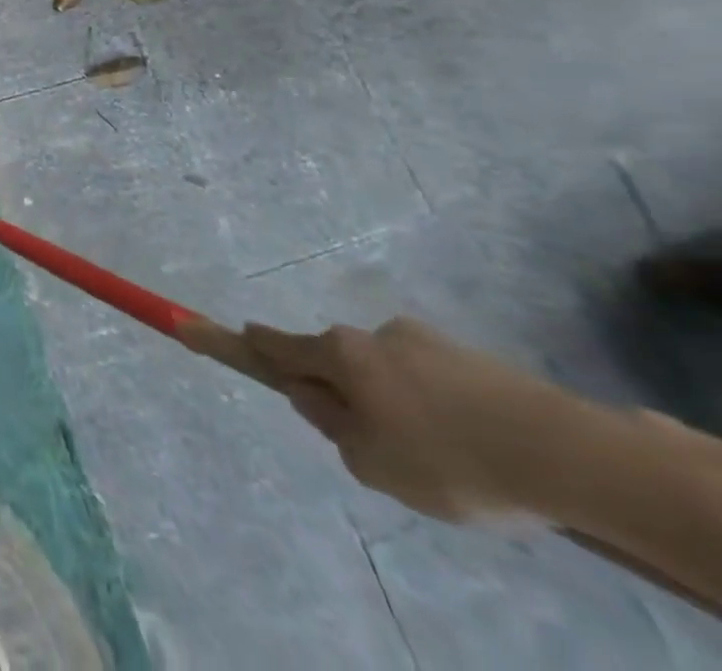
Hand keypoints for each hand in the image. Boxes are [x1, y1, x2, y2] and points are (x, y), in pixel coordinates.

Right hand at [244, 316, 580, 522]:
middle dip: (346, 391)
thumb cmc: (448, 459)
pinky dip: (441, 407)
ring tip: (446, 458)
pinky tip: (477, 449)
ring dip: (399, 401)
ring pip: (392, 372)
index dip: (248, 342)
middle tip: (379, 444)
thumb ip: (331, 426)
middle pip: (340, 360)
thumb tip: (316, 397)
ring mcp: (428, 341)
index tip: (224, 331)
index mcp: (340, 354)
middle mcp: (373, 334)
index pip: (278, 344)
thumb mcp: (371, 462)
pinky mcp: (476, 359)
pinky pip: (437, 382)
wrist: (568, 455)